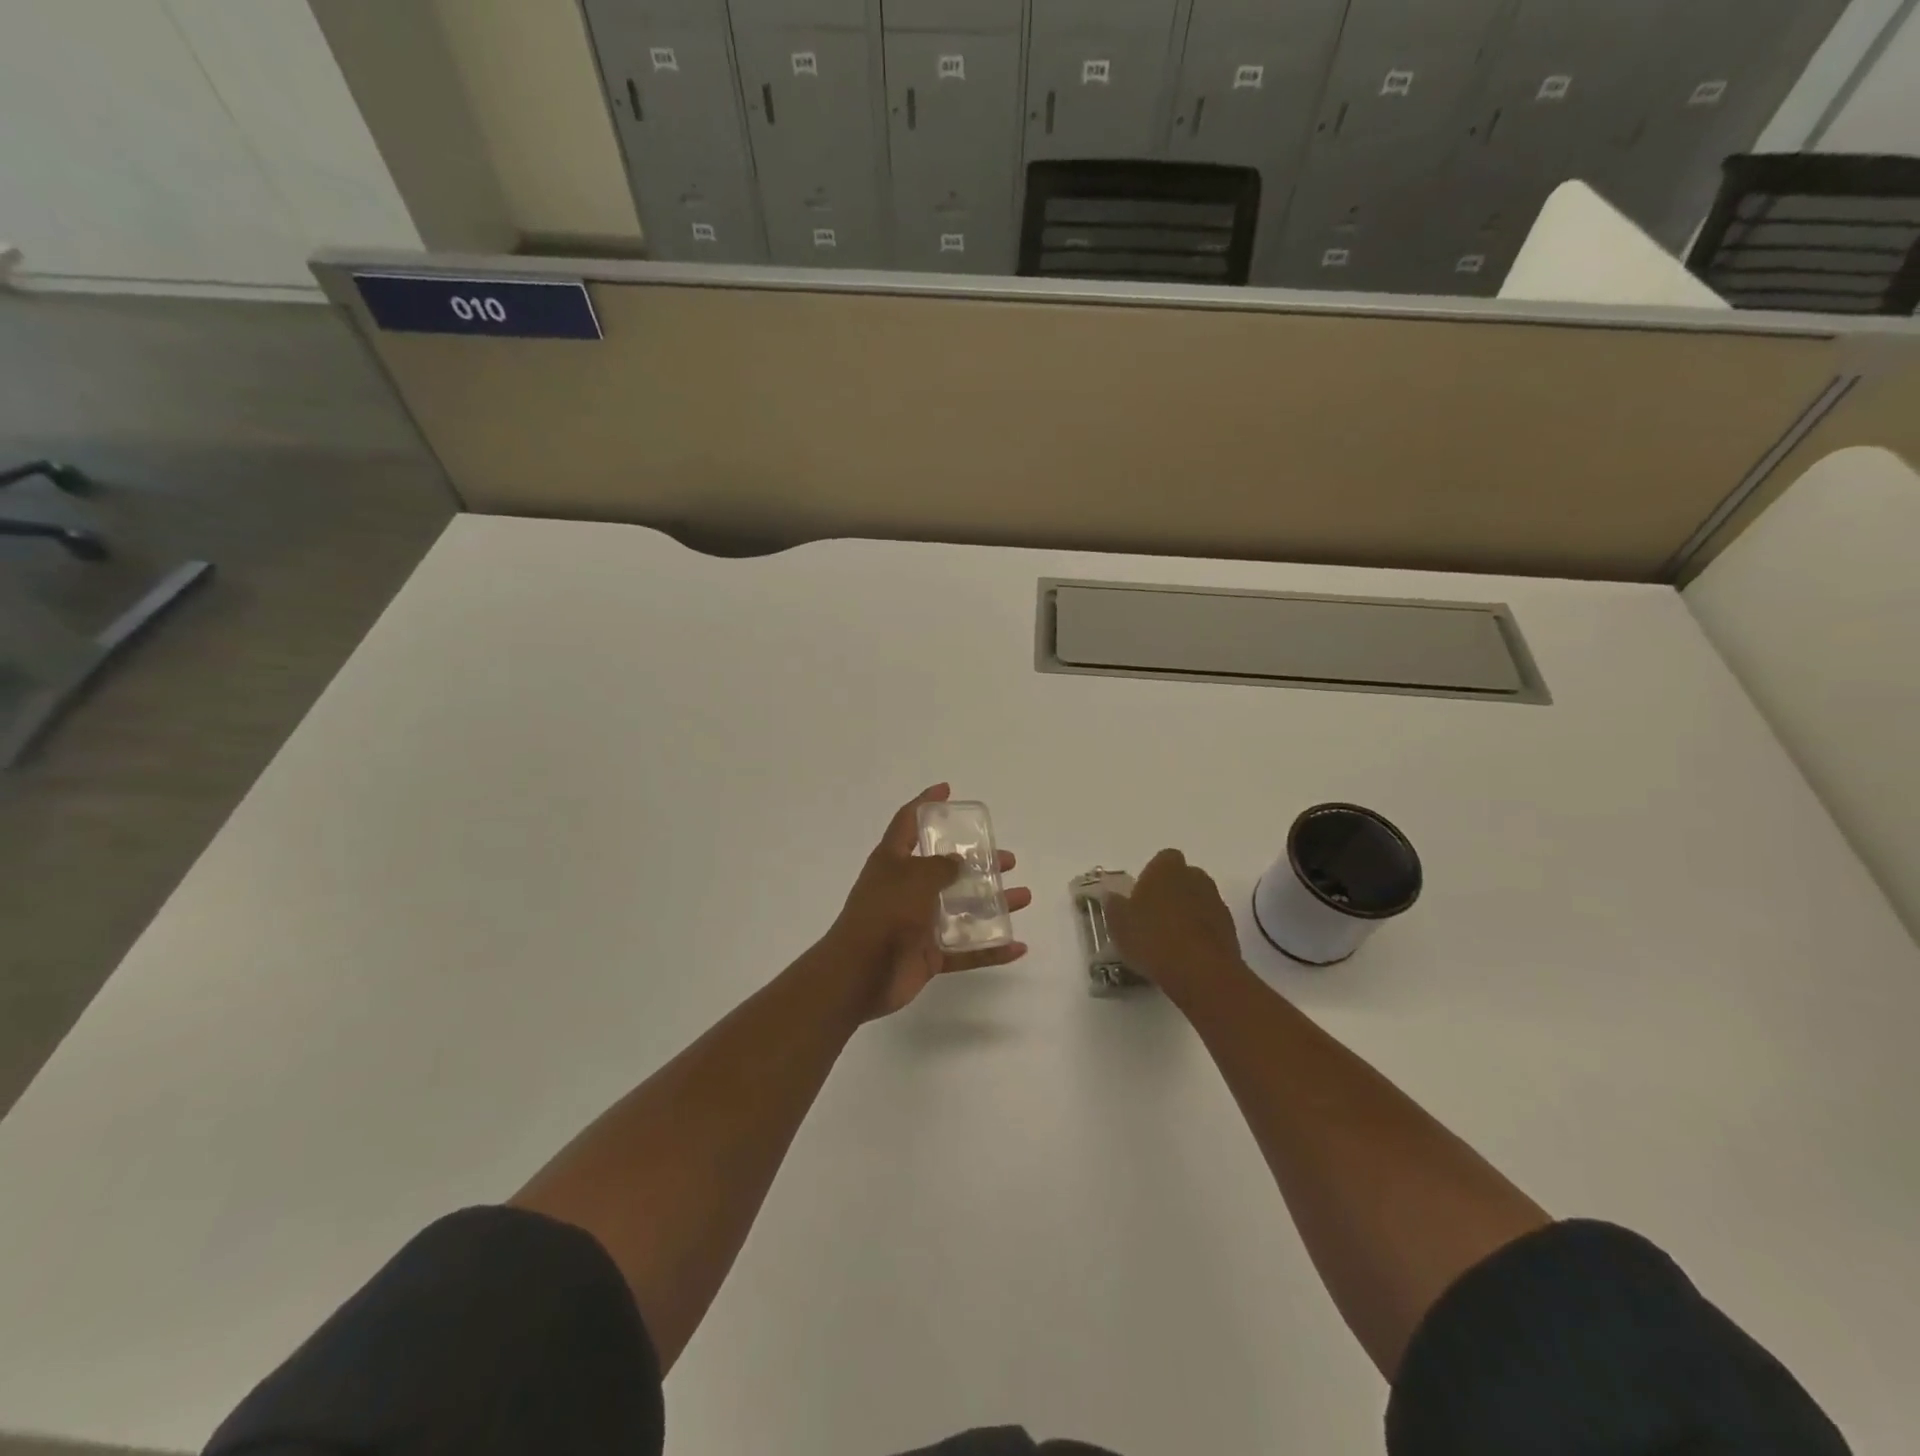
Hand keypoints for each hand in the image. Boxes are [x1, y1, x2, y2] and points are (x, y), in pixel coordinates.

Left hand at [826, 784, 1030, 1019]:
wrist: (859, 974)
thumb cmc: (884, 914)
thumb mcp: (914, 877)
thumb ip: (941, 867)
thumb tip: (958, 862)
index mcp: (893, 862)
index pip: (908, 822)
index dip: (926, 803)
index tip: (947, 790)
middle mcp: (905, 889)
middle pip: (946, 869)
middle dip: (978, 862)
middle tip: (1007, 860)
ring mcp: (917, 923)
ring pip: (962, 909)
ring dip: (993, 903)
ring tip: (1023, 896)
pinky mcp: (927, 955)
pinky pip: (965, 949)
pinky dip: (990, 949)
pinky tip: (1017, 946)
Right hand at [1105, 848, 1244, 1000]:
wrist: (1200, 972)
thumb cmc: (1152, 938)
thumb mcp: (1118, 924)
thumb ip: (1114, 906)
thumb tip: (1112, 896)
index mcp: (1166, 869)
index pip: (1162, 859)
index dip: (1152, 875)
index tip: (1141, 896)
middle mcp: (1195, 877)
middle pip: (1183, 878)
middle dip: (1171, 892)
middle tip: (1153, 917)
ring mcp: (1216, 902)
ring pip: (1198, 900)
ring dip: (1187, 913)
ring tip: (1169, 940)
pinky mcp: (1230, 928)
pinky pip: (1210, 924)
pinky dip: (1200, 933)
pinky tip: (1185, 955)